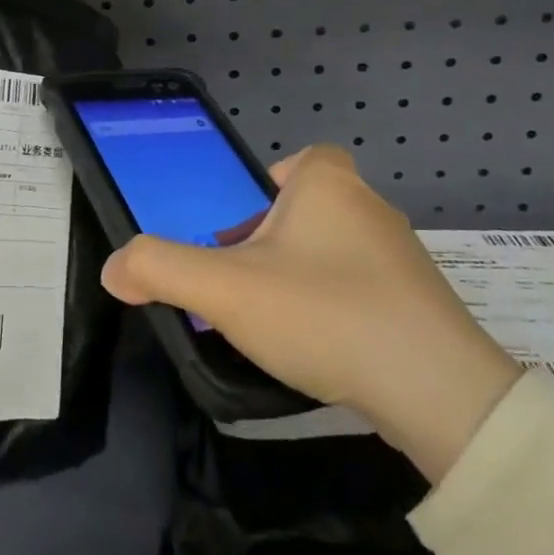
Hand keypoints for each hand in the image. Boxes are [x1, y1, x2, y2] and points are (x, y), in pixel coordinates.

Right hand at [101, 146, 521, 482]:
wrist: (440, 393)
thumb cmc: (323, 313)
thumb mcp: (223, 290)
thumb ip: (158, 269)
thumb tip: (113, 269)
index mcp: (328, 184)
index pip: (299, 160)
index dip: (266, 188)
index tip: (239, 232)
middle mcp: (370, 208)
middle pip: (308, 209)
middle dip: (270, 241)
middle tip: (241, 283)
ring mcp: (403, 258)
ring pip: (333, 252)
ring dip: (300, 277)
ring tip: (275, 322)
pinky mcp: (422, 305)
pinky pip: (362, 290)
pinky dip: (335, 309)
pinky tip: (321, 348)